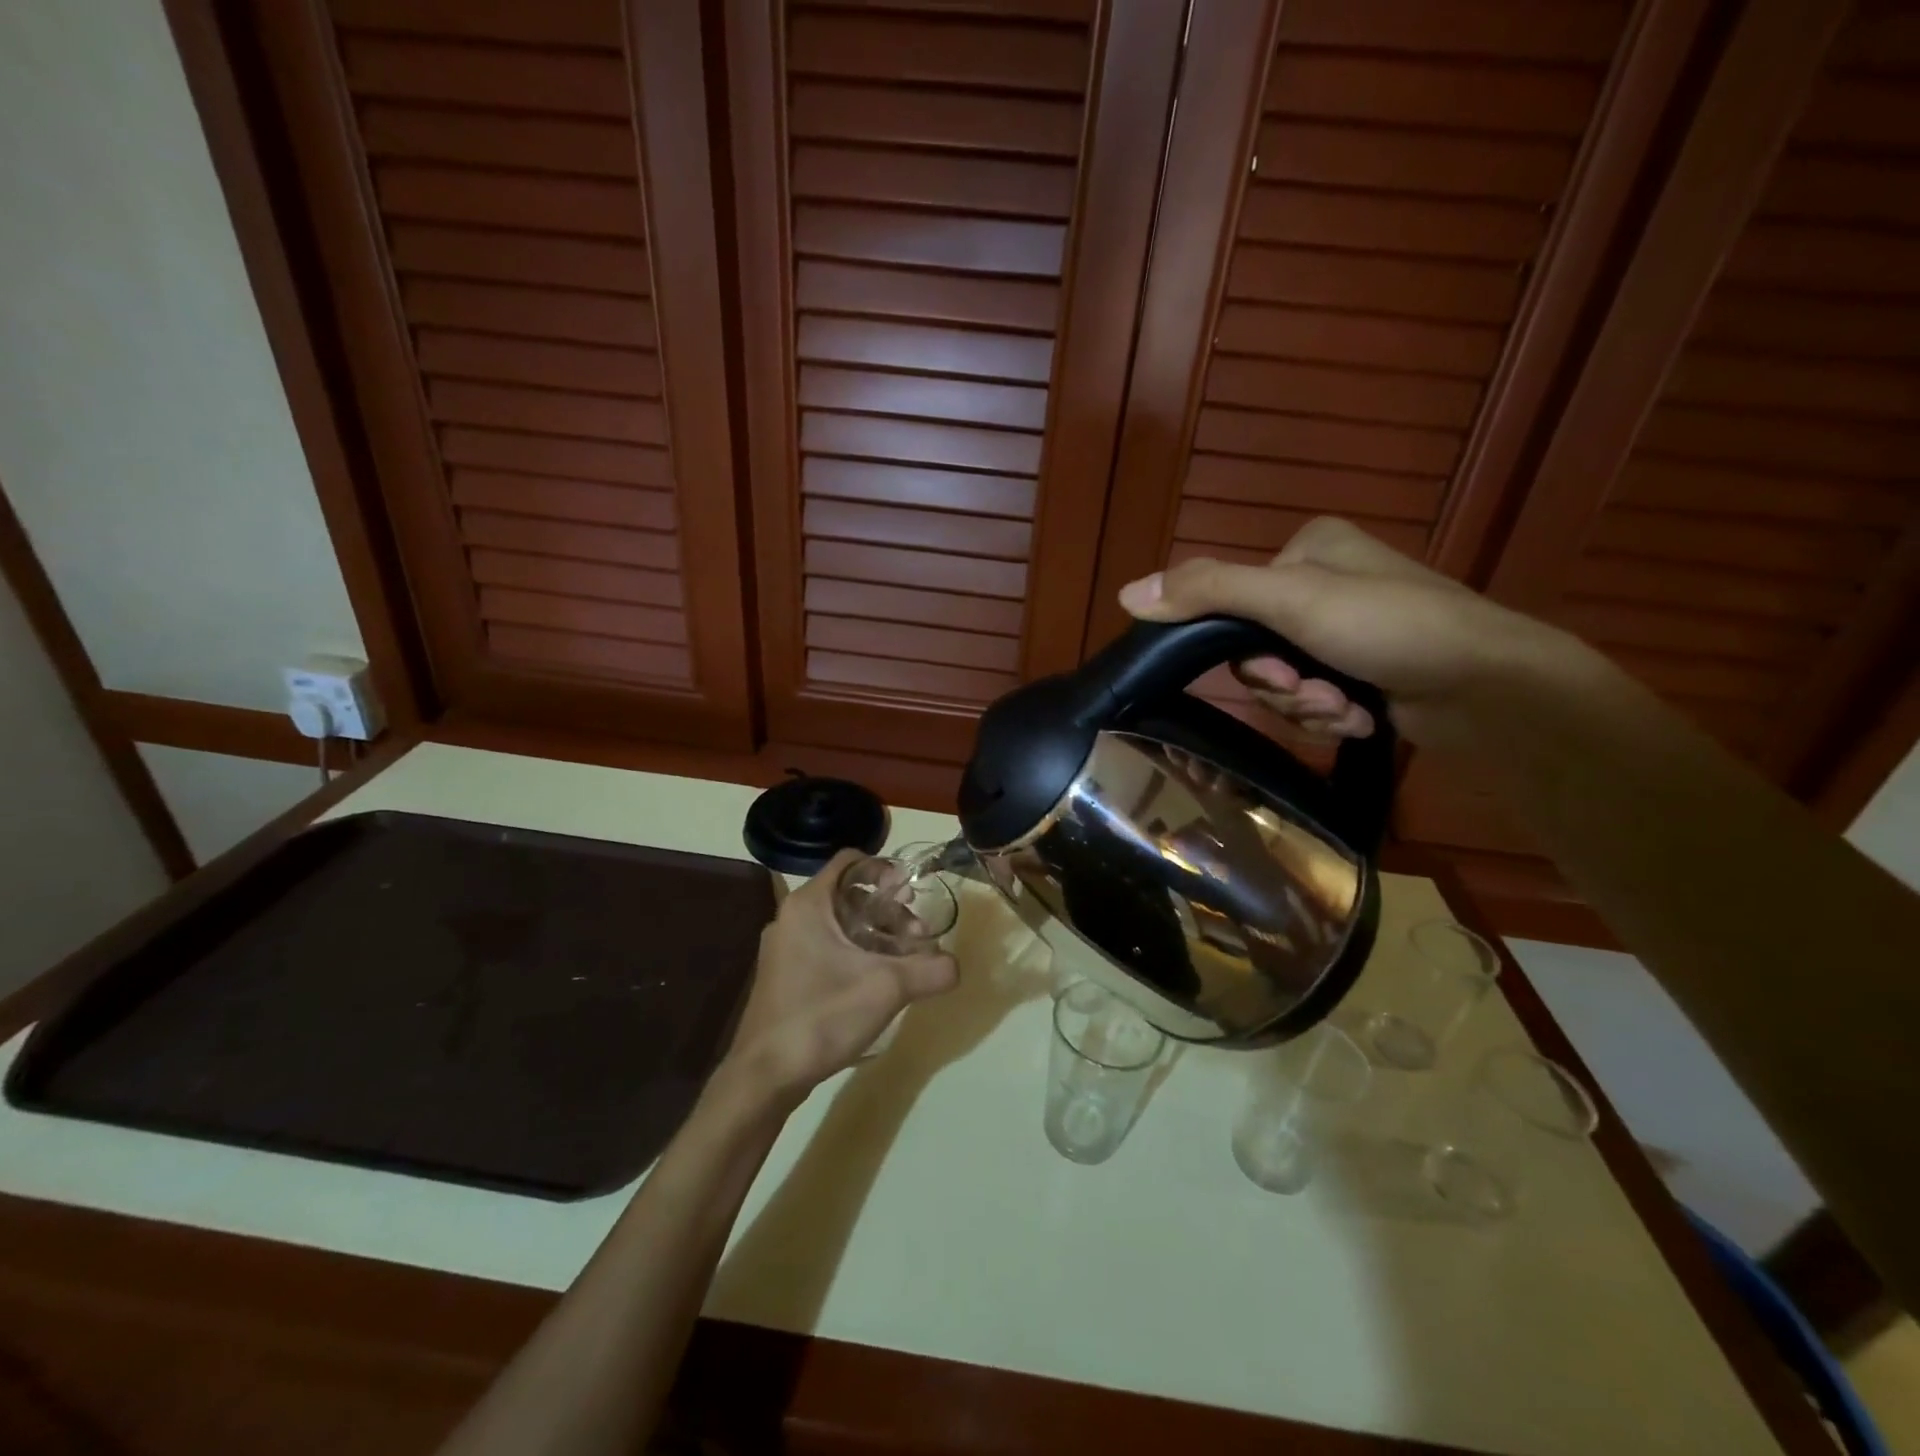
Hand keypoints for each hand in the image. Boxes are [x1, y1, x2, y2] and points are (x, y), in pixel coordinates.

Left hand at [722, 850, 958, 1102]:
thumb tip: (957, 966)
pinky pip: (827, 949)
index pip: (850, 861)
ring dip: (875, 935)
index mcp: (808, 905)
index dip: (885, 868)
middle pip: (849, 895)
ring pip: (840, 925)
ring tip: (904, 963)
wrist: (764, 1077)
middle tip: (917, 936)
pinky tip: (878, 983)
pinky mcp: (786, 977)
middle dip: (888, 911)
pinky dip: (856, 954)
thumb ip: (929, 970)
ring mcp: (785, 949)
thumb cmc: (821, 1016)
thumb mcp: (886, 989)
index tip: (911, 893)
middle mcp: (792, 918)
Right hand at [1118, 517, 1560, 747]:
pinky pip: (1316, 697)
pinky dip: (1333, 714)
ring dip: (1308, 705)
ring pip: (1285, 681)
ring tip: (1348, 708)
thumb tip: (1123, 594)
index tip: (1278, 670)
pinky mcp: (1368, 670)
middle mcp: (1327, 584)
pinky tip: (1364, 716)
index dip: (1243, 650)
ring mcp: (1350, 630)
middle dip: (1284, 685)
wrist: (1491, 689)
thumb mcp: (1289, 600)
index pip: (1234, 604)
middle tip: (1318, 692)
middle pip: (1257, 649)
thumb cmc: (1389, 627)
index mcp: (1308, 550)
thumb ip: (1206, 592)